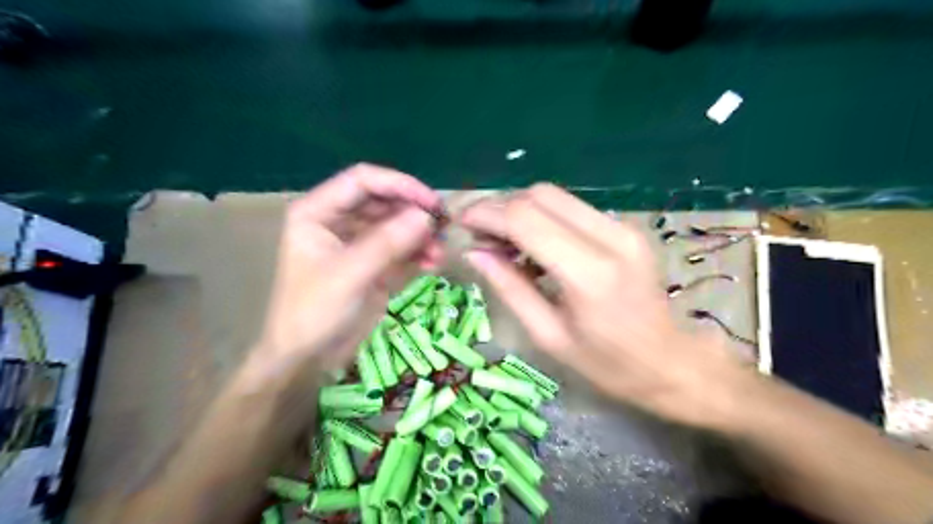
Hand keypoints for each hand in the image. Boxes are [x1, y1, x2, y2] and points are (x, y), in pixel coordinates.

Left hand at [253, 164, 443, 371]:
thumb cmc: (313, 312)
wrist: (308, 359)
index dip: (399, 184)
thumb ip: (387, 243)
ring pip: (397, 226)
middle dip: (414, 213)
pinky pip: (402, 249)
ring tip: (439, 252)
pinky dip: (419, 253)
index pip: (363, 181)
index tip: (431, 202)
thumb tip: (427, 217)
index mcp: (319, 212)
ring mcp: (359, 243)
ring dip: (421, 235)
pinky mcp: (375, 264)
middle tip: (444, 226)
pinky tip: (433, 263)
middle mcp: (339, 221)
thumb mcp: (349, 274)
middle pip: (385, 202)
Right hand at [463, 183, 747, 428]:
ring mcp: (623, 227)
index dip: (486, 215)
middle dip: (500, 207)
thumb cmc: (608, 364)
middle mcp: (610, 237)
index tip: (462, 224)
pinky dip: (542, 217)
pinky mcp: (626, 227)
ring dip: (520, 211)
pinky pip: (572, 209)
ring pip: (555, 196)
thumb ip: (509, 288)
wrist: (671, 362)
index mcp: (589, 274)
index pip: (525, 219)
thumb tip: (474, 252)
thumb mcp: (549, 336)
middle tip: (480, 235)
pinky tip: (532, 245)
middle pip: (540, 195)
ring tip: (502, 242)